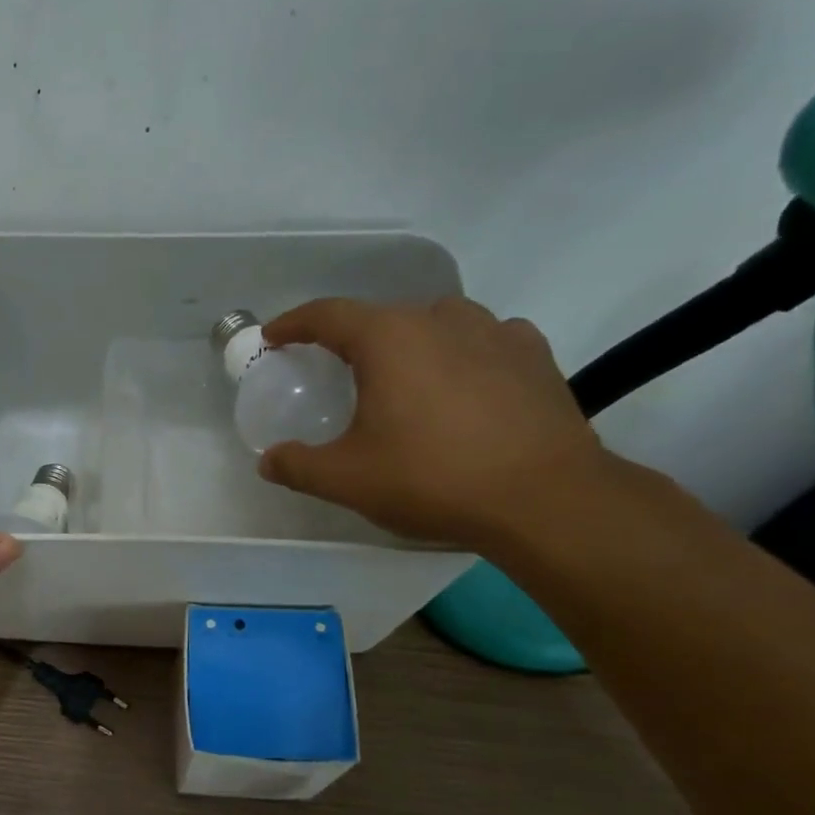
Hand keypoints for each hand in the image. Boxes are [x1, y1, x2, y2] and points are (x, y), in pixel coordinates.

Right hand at [256, 297, 605, 549]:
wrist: (545, 499)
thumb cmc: (432, 478)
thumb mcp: (347, 479)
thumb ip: (298, 465)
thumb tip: (268, 460)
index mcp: (389, 338)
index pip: (327, 314)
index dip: (293, 323)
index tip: (274, 337)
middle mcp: (441, 320)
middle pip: (382, 317)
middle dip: (353, 340)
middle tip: (337, 371)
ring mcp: (495, 332)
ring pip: (437, 323)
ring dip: (411, 343)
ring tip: (403, 379)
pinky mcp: (535, 355)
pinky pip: (484, 340)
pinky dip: (462, 354)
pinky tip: (463, 385)